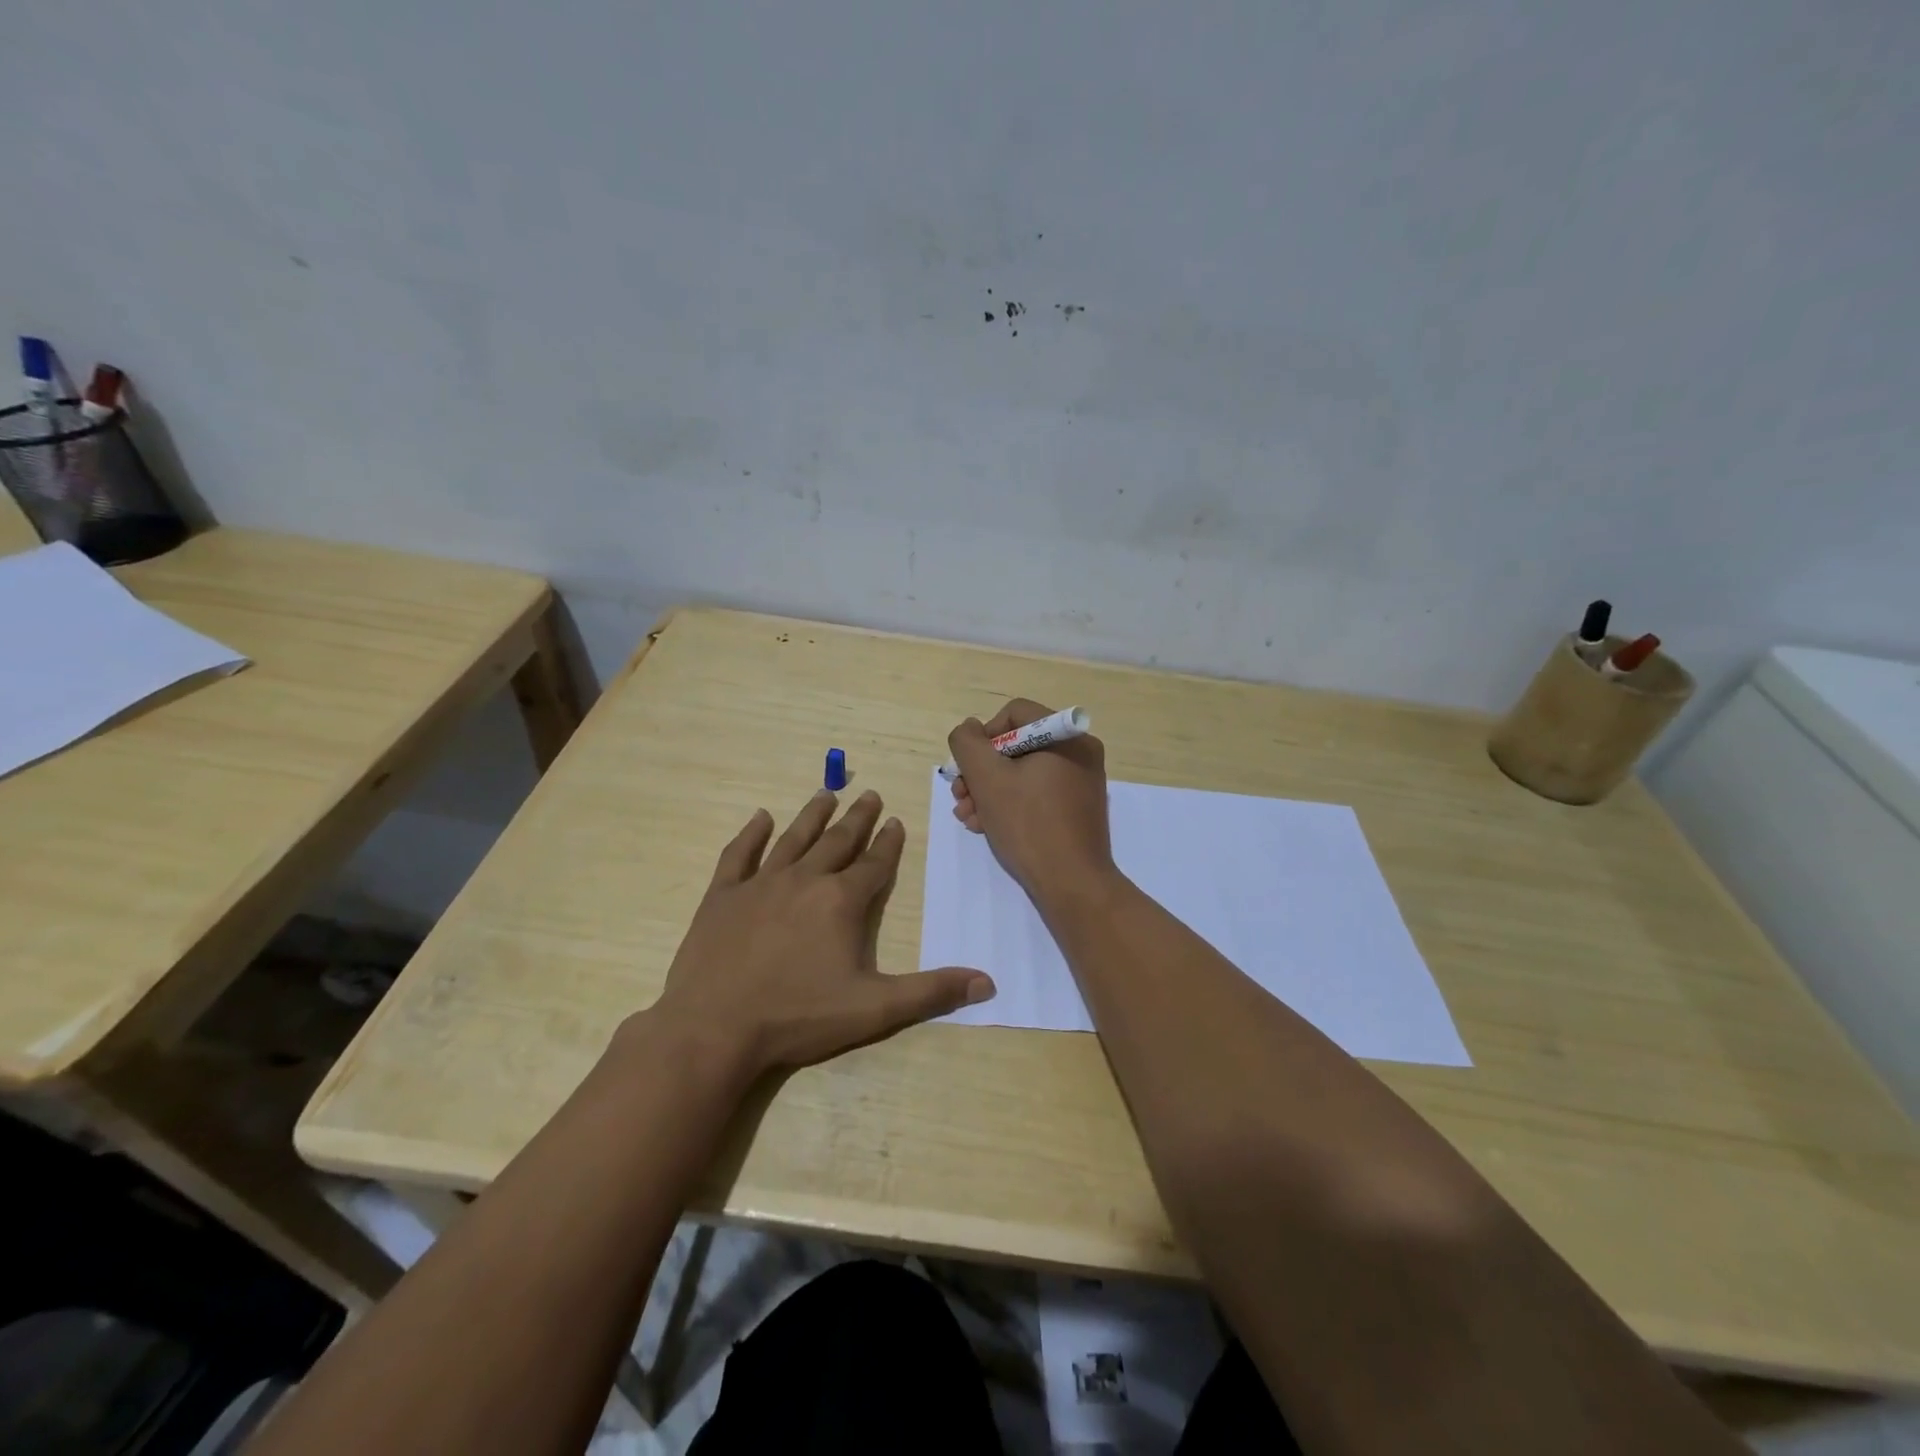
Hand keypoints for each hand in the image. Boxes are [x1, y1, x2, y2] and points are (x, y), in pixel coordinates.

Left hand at [646, 789, 994, 1075]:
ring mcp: (760, 884)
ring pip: (793, 838)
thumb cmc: (798, 1017)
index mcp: (841, 901)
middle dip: (857, 818)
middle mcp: (804, 880)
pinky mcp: (723, 896)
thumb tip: (987, 982)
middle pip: (838, 841)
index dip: (888, 844)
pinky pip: (738, 855)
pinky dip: (750, 834)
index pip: (874, 864)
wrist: (714, 1028)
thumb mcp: (874, 1010)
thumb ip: (931, 992)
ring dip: (813, 816)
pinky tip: (760, 818)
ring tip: (827, 794)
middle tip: (869, 795)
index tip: (896, 821)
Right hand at [947, 699, 1115, 902]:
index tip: (969, 769)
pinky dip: (1011, 804)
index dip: (983, 737)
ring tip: (968, 817)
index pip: (1014, 714)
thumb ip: (968, 744)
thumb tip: (969, 729)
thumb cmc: (1029, 824)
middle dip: (982, 771)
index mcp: (1067, 736)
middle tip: (960, 796)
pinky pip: (1038, 793)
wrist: (1073, 884)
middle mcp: (1080, 752)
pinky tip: (987, 826)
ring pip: (1023, 772)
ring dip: (990, 791)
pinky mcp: (1078, 808)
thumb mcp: (987, 778)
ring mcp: (1082, 782)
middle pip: (1016, 745)